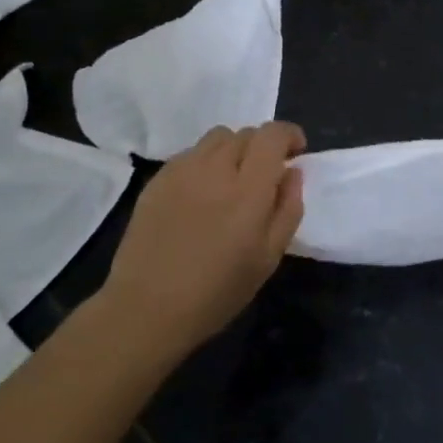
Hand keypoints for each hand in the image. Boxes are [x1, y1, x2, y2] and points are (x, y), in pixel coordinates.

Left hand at [101, 122, 305, 352]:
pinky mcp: (157, 180)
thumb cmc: (217, 291)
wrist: (146, 308)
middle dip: (263, 147)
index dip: (289, 134)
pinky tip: (201, 194)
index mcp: (248, 189)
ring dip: (233, 150)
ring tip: (231, 180)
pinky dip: (206, 163)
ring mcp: (182, 171)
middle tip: (264, 176)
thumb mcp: (268, 258)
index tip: (295, 152)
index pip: (272, 135)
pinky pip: (190, 154)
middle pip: (245, 133)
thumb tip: (292, 172)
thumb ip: (288, 208)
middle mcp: (215, 169)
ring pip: (217, 138)